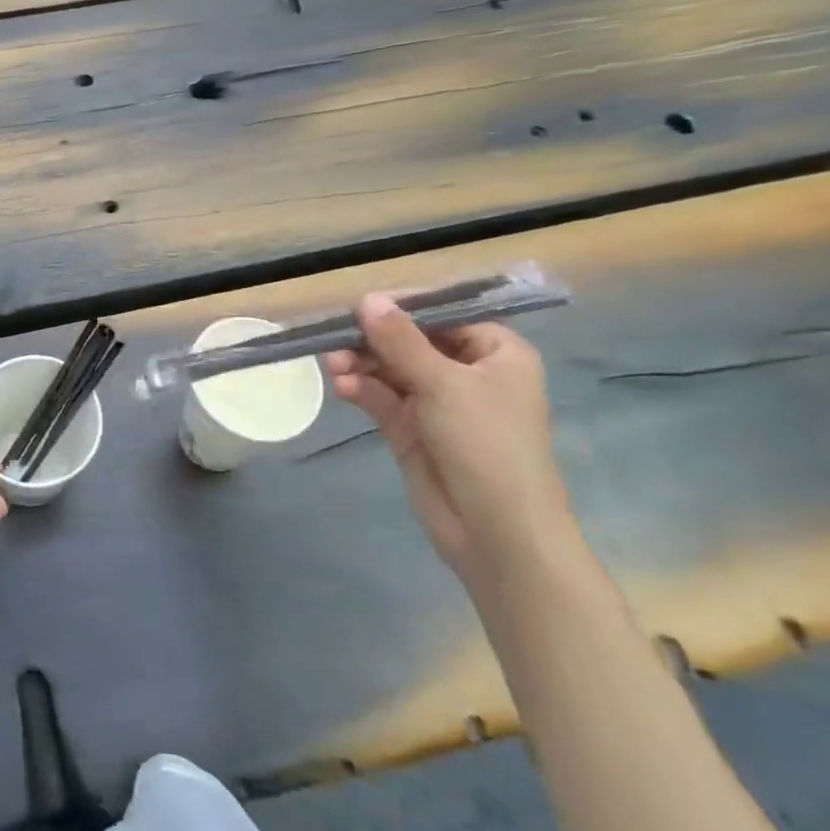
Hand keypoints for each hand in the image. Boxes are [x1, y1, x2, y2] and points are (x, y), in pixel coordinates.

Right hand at [323, 296, 577, 597]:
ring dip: (361, 364)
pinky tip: (342, 387)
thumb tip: (366, 299)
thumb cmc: (486, 443)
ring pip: (391, 369)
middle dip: (373, 340)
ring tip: (332, 365)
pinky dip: (362, 389)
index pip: (444, 314)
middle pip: (411, 341)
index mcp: (496, 352)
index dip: (402, 307)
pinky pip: (382, 398)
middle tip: (336, 337)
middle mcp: (468, 372)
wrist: (497, 531)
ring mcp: (438, 403)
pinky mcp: (412, 429)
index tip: (362, 305)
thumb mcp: (443, 382)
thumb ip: (400, 340)